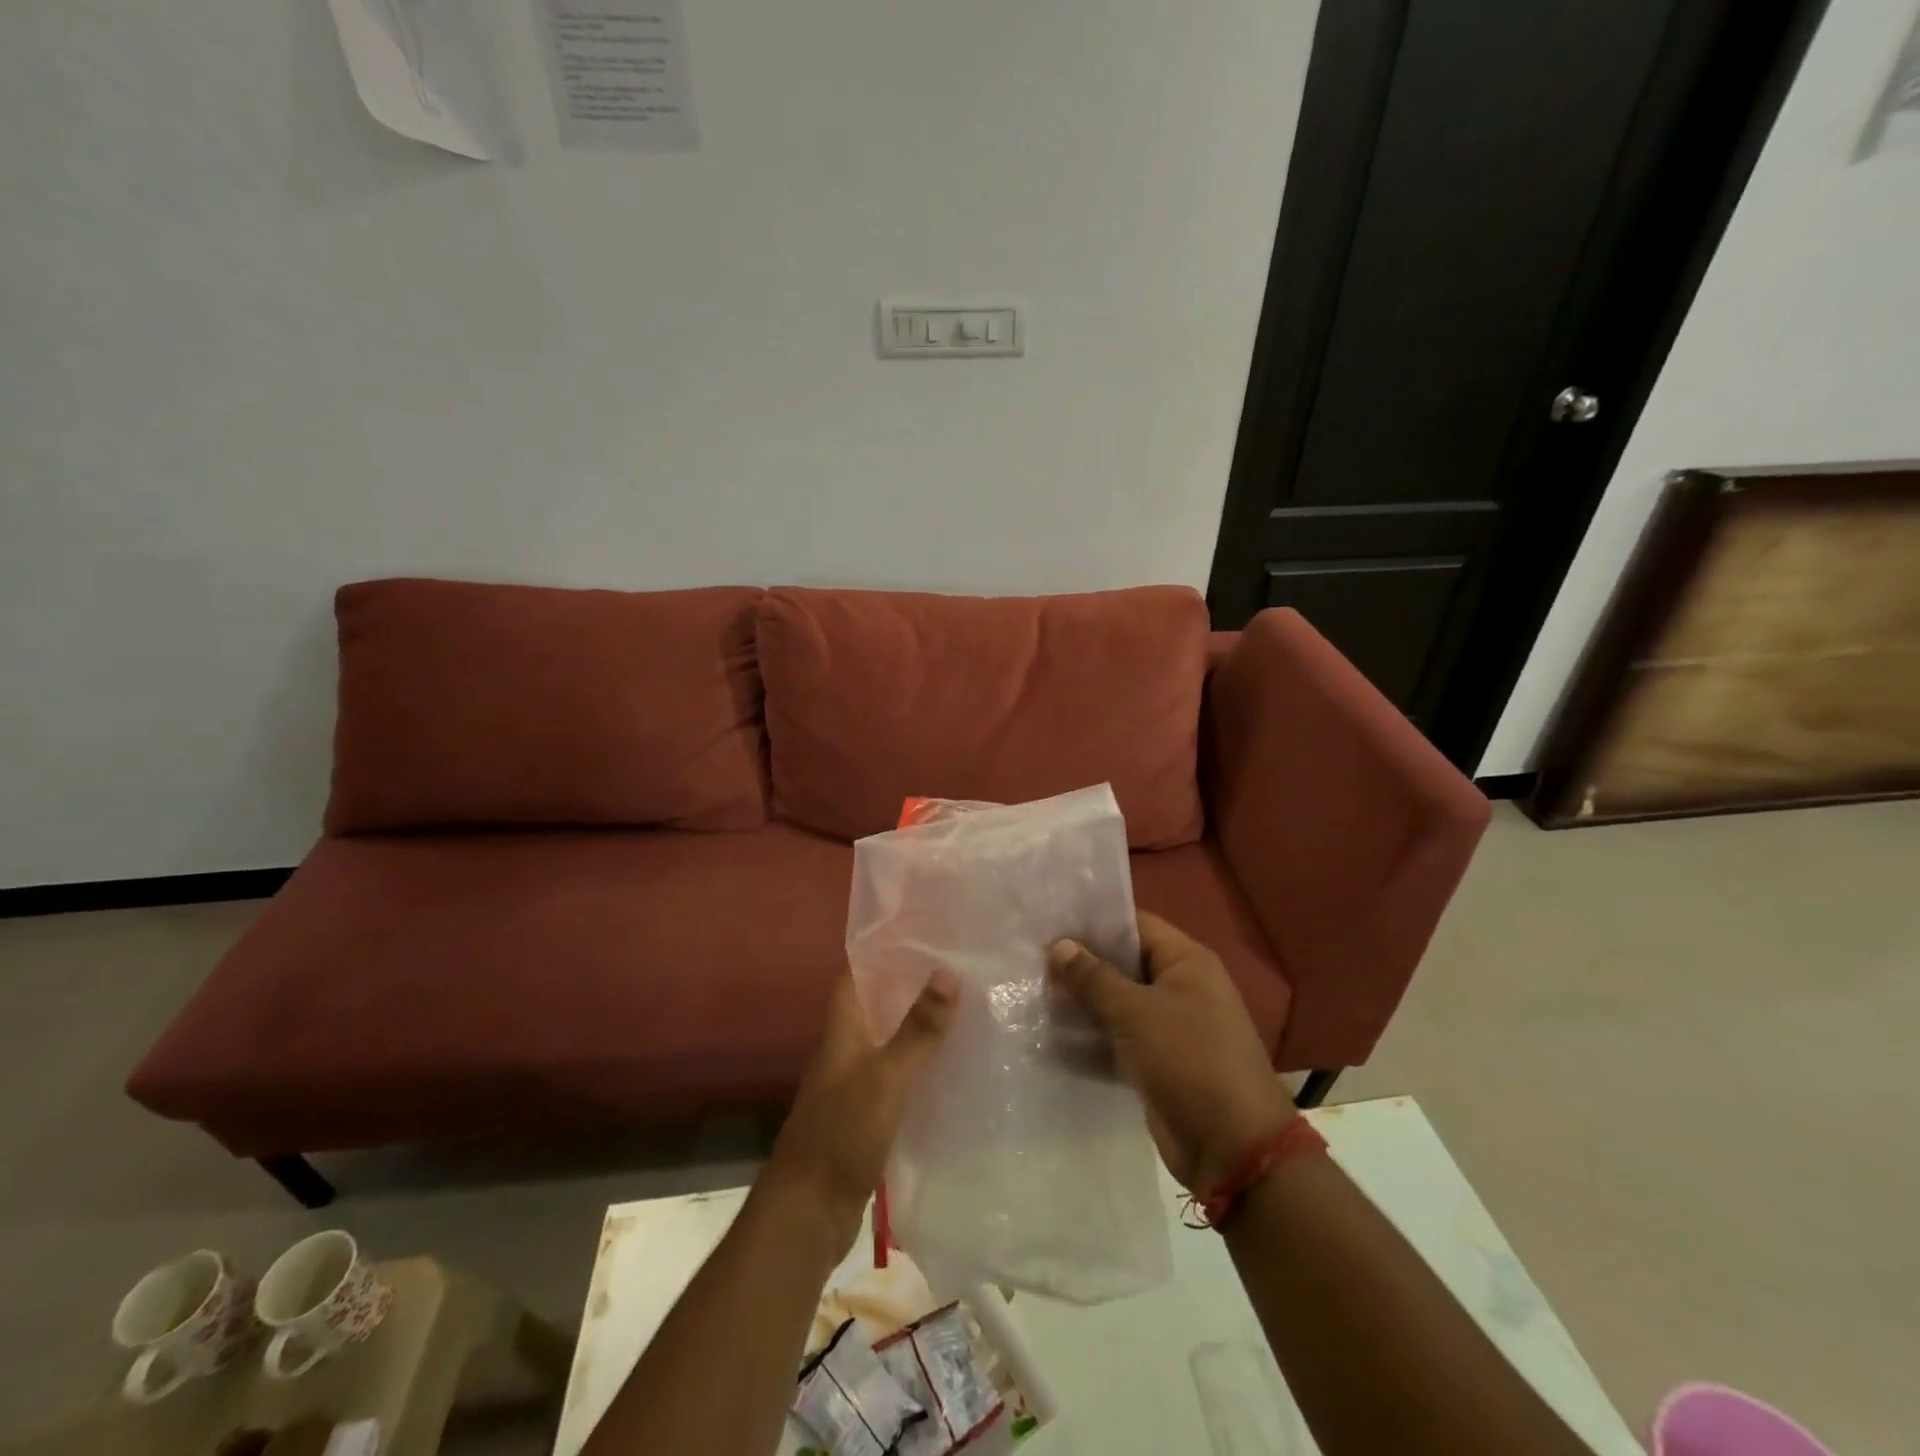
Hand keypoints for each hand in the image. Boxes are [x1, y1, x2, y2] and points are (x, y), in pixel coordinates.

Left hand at [765, 967, 957, 1252]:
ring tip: (967, 1003)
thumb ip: (918, 1029)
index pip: (858, 971)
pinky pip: (899, 1073)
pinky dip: (922, 1062)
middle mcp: (847, 1046)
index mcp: (843, 1027)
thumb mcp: (886, 1077)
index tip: (923, 927)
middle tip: (960, 962)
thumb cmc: (842, 1132)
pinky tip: (955, 1062)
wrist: (809, 1212)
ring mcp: (857, 1080)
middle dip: (912, 982)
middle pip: (879, 1002)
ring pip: (891, 1037)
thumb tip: (948, 970)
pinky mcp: (869, 1112)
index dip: (884, 947)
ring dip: (920, 1022)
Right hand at [1049, 913, 1294, 1190]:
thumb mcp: (1136, 1012)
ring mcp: (1170, 1028)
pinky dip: (1092, 1040)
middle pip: (1123, 966)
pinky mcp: (1158, 1064)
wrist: (1232, 1148)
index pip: (1135, 926)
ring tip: (1034, 994)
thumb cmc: (1188, 1059)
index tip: (1050, 923)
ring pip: (1118, 1005)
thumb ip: (1094, 978)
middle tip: (1032, 960)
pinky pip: (1119, 1041)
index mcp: (1187, 962)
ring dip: (1082, 1005)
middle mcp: (1180, 988)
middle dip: (1082, 966)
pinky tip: (1051, 1037)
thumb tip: (1059, 945)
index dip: (1094, 923)